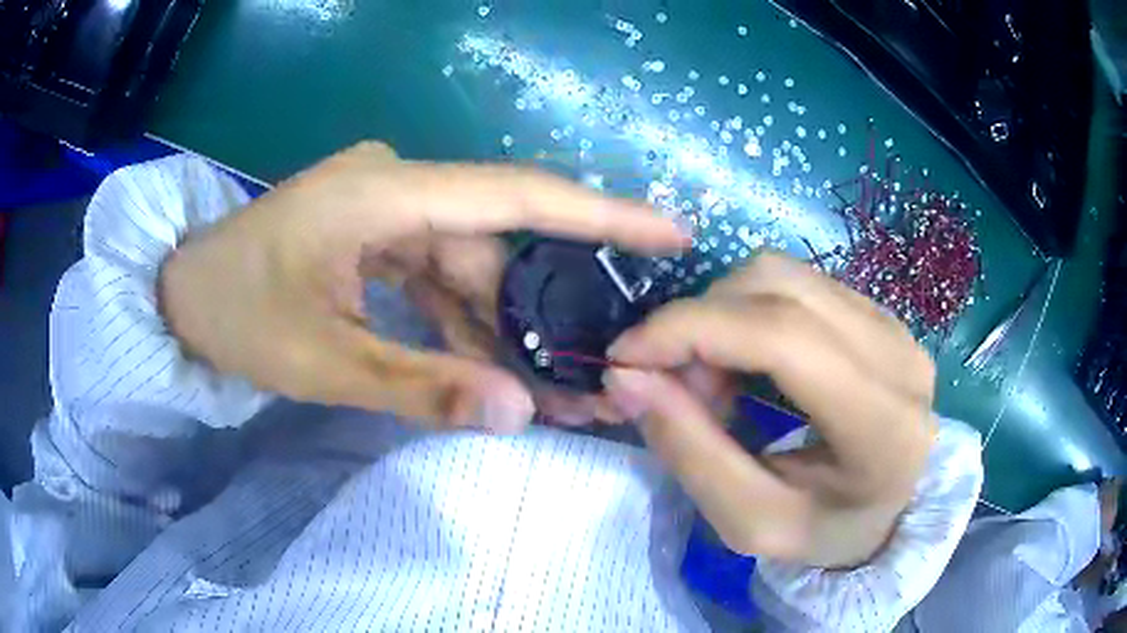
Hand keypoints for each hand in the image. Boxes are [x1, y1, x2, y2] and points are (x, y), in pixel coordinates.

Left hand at [160, 142, 687, 431]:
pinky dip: (468, 322)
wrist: (183, 296)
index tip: (671, 232)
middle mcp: (397, 186)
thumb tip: (520, 413)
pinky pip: (440, 276)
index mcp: (382, 192)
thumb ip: (421, 386)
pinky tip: (497, 367)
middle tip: (609, 367)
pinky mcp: (377, 236)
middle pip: (496, 246)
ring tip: (559, 389)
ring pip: (472, 267)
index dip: (601, 213)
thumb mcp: (323, 361)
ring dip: (509, 328)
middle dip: (550, 311)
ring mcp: (388, 210)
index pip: (513, 194)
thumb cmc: (236, 316)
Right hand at [603, 253, 936, 566]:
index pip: (782, 336)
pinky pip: (797, 284)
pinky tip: (744, 362)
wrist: (889, 510)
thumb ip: (690, 451)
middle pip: (777, 288)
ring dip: (722, 315)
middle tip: (670, 383)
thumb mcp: (750, 521)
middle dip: (699, 323)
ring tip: (710, 378)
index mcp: (881, 423)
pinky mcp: (878, 312)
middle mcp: (896, 354)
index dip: (691, 329)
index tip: (626, 357)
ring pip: (783, 275)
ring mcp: (892, 324)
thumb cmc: (825, 531)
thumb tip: (627, 378)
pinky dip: (748, 313)